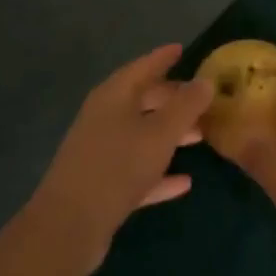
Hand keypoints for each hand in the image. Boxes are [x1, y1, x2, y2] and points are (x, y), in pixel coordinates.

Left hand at [26, 45, 214, 269]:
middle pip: (142, 100)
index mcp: (113, 96)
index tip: (182, 49)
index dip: (163, 58)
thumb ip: (186, 106)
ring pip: (141, 135)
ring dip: (169, 134)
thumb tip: (206, 81)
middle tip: (201, 99)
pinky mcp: (101, 185)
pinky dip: (158, 172)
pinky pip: (136, 169)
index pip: (143, 67)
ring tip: (200, 136)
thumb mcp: (160, 133)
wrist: (69, 227)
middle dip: (172, 99)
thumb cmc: (118, 166)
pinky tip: (184, 182)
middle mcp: (104, 118)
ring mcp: (100, 152)